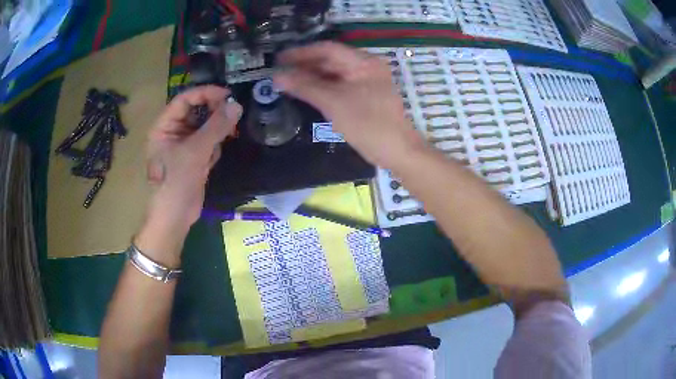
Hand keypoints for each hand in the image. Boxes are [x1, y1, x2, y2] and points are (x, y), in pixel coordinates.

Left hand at [146, 85, 242, 229]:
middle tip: (232, 115)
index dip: (205, 93)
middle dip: (213, 114)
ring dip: (215, 133)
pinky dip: (213, 148)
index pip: (185, 99)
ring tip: (221, 141)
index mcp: (164, 126)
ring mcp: (183, 145)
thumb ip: (216, 127)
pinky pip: (208, 142)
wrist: (175, 218)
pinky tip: (210, 161)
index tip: (227, 95)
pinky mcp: (193, 157)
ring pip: (204, 126)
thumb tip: (236, 105)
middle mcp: (172, 132)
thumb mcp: (195, 152)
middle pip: (196, 111)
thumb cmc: (176, 182)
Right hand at [274, 42, 425, 167]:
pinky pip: (339, 86)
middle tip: (280, 72)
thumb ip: (305, 86)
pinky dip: (322, 88)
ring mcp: (367, 82)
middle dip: (305, 65)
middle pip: (331, 60)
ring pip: (334, 74)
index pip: (328, 49)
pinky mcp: (365, 96)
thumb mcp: (333, 103)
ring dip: (312, 77)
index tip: (279, 58)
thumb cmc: (367, 124)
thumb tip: (277, 76)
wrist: (397, 151)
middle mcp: (366, 67)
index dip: (301, 53)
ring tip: (287, 82)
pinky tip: (306, 92)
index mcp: (363, 62)